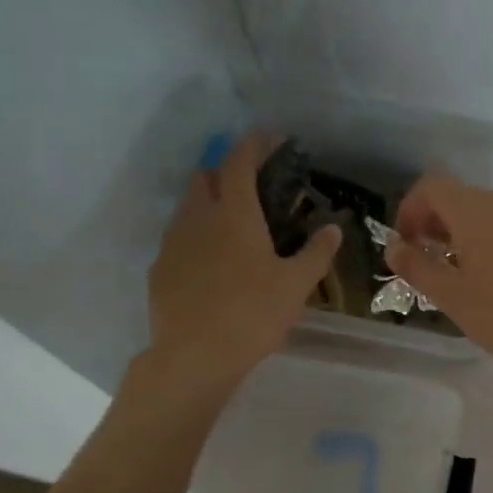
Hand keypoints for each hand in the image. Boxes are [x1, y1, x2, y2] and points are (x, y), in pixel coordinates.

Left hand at [137, 130, 340, 398]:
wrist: (194, 356)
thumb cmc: (252, 315)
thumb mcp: (296, 286)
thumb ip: (316, 253)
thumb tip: (333, 228)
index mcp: (234, 214)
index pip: (240, 162)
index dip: (255, 143)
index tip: (269, 136)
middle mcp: (198, 218)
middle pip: (205, 176)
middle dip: (226, 171)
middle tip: (251, 186)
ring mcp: (172, 242)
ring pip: (188, 206)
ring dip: (208, 202)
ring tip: (232, 225)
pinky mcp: (159, 268)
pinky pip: (178, 238)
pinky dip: (196, 236)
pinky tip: (211, 263)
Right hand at [385, 174, 492, 383]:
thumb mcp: (451, 298)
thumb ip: (415, 266)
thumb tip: (393, 246)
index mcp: (478, 212)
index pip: (432, 187)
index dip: (410, 210)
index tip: (407, 245)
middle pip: (461, 197)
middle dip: (437, 223)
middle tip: (429, 263)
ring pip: (489, 212)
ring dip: (466, 232)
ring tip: (463, 273)